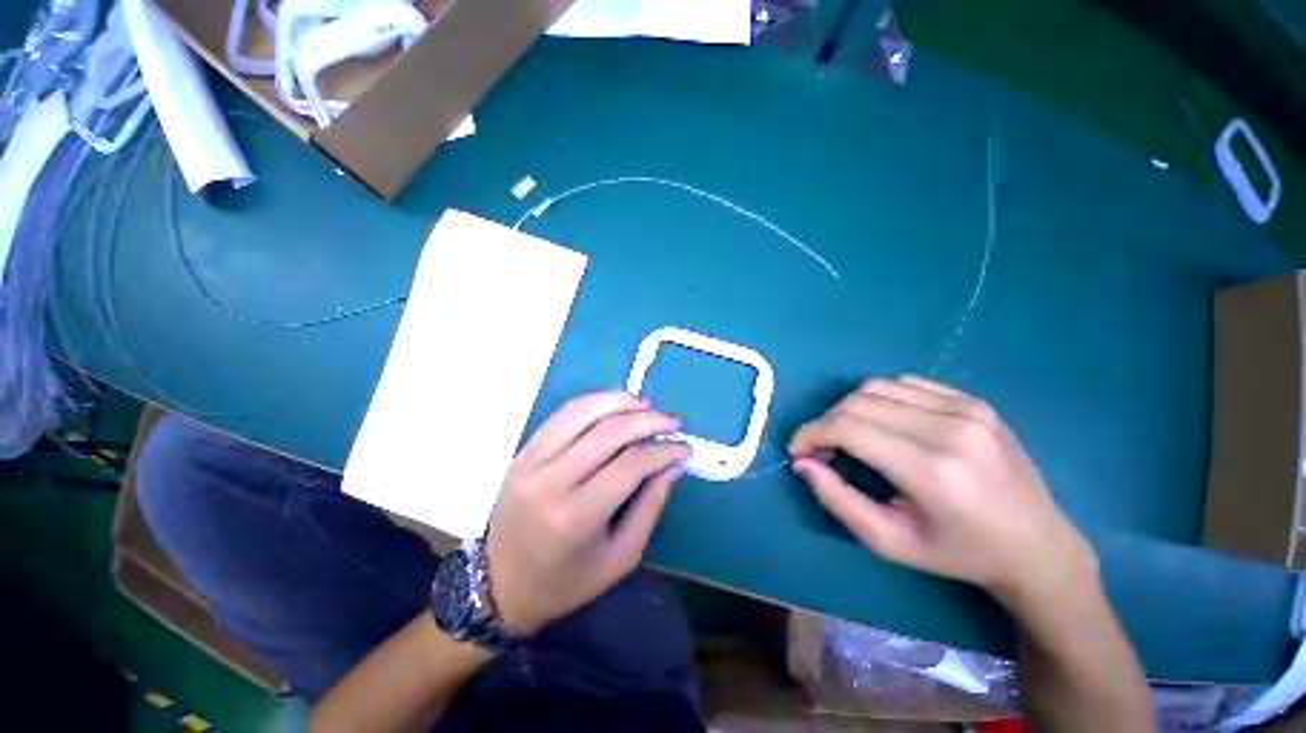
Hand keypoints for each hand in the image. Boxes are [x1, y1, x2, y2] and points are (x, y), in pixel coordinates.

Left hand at [485, 392, 688, 634]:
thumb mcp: (621, 557)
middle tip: (672, 421)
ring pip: (583, 412)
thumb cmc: (567, 581)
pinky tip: (615, 406)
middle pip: (609, 432)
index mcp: (576, 517)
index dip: (663, 451)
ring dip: (620, 402)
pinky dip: (593, 403)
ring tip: (646, 406)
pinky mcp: (523, 451)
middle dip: (648, 420)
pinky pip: (563, 415)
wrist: (500, 585)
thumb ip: (650, 506)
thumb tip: (673, 464)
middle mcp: (550, 481)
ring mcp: (531, 461)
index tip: (684, 447)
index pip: (630, 465)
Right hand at [788, 376, 1094, 609]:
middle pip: (858, 402)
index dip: (811, 433)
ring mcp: (968, 409)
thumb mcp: (889, 542)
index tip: (798, 451)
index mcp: (932, 470)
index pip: (848, 427)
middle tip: (823, 450)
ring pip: (877, 387)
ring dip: (850, 409)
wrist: (1037, 546)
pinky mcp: (975, 401)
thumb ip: (838, 500)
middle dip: (826, 422)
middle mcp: (951, 429)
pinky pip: (906, 384)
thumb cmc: (958, 553)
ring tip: (851, 437)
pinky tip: (885, 425)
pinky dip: (880, 400)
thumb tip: (802, 464)